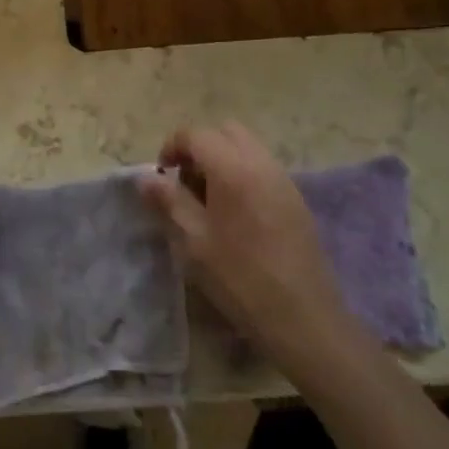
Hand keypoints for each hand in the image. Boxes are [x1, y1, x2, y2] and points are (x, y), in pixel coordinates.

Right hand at [139, 122, 356, 381]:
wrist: (302, 316)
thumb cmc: (240, 278)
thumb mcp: (193, 241)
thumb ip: (168, 201)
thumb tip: (146, 178)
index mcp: (232, 168)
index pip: (196, 134)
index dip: (172, 147)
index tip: (161, 176)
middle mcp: (261, 163)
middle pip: (225, 132)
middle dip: (200, 147)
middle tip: (186, 183)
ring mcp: (284, 179)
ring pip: (247, 147)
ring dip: (222, 160)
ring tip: (209, 201)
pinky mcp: (296, 199)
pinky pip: (263, 168)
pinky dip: (243, 174)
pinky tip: (236, 215)